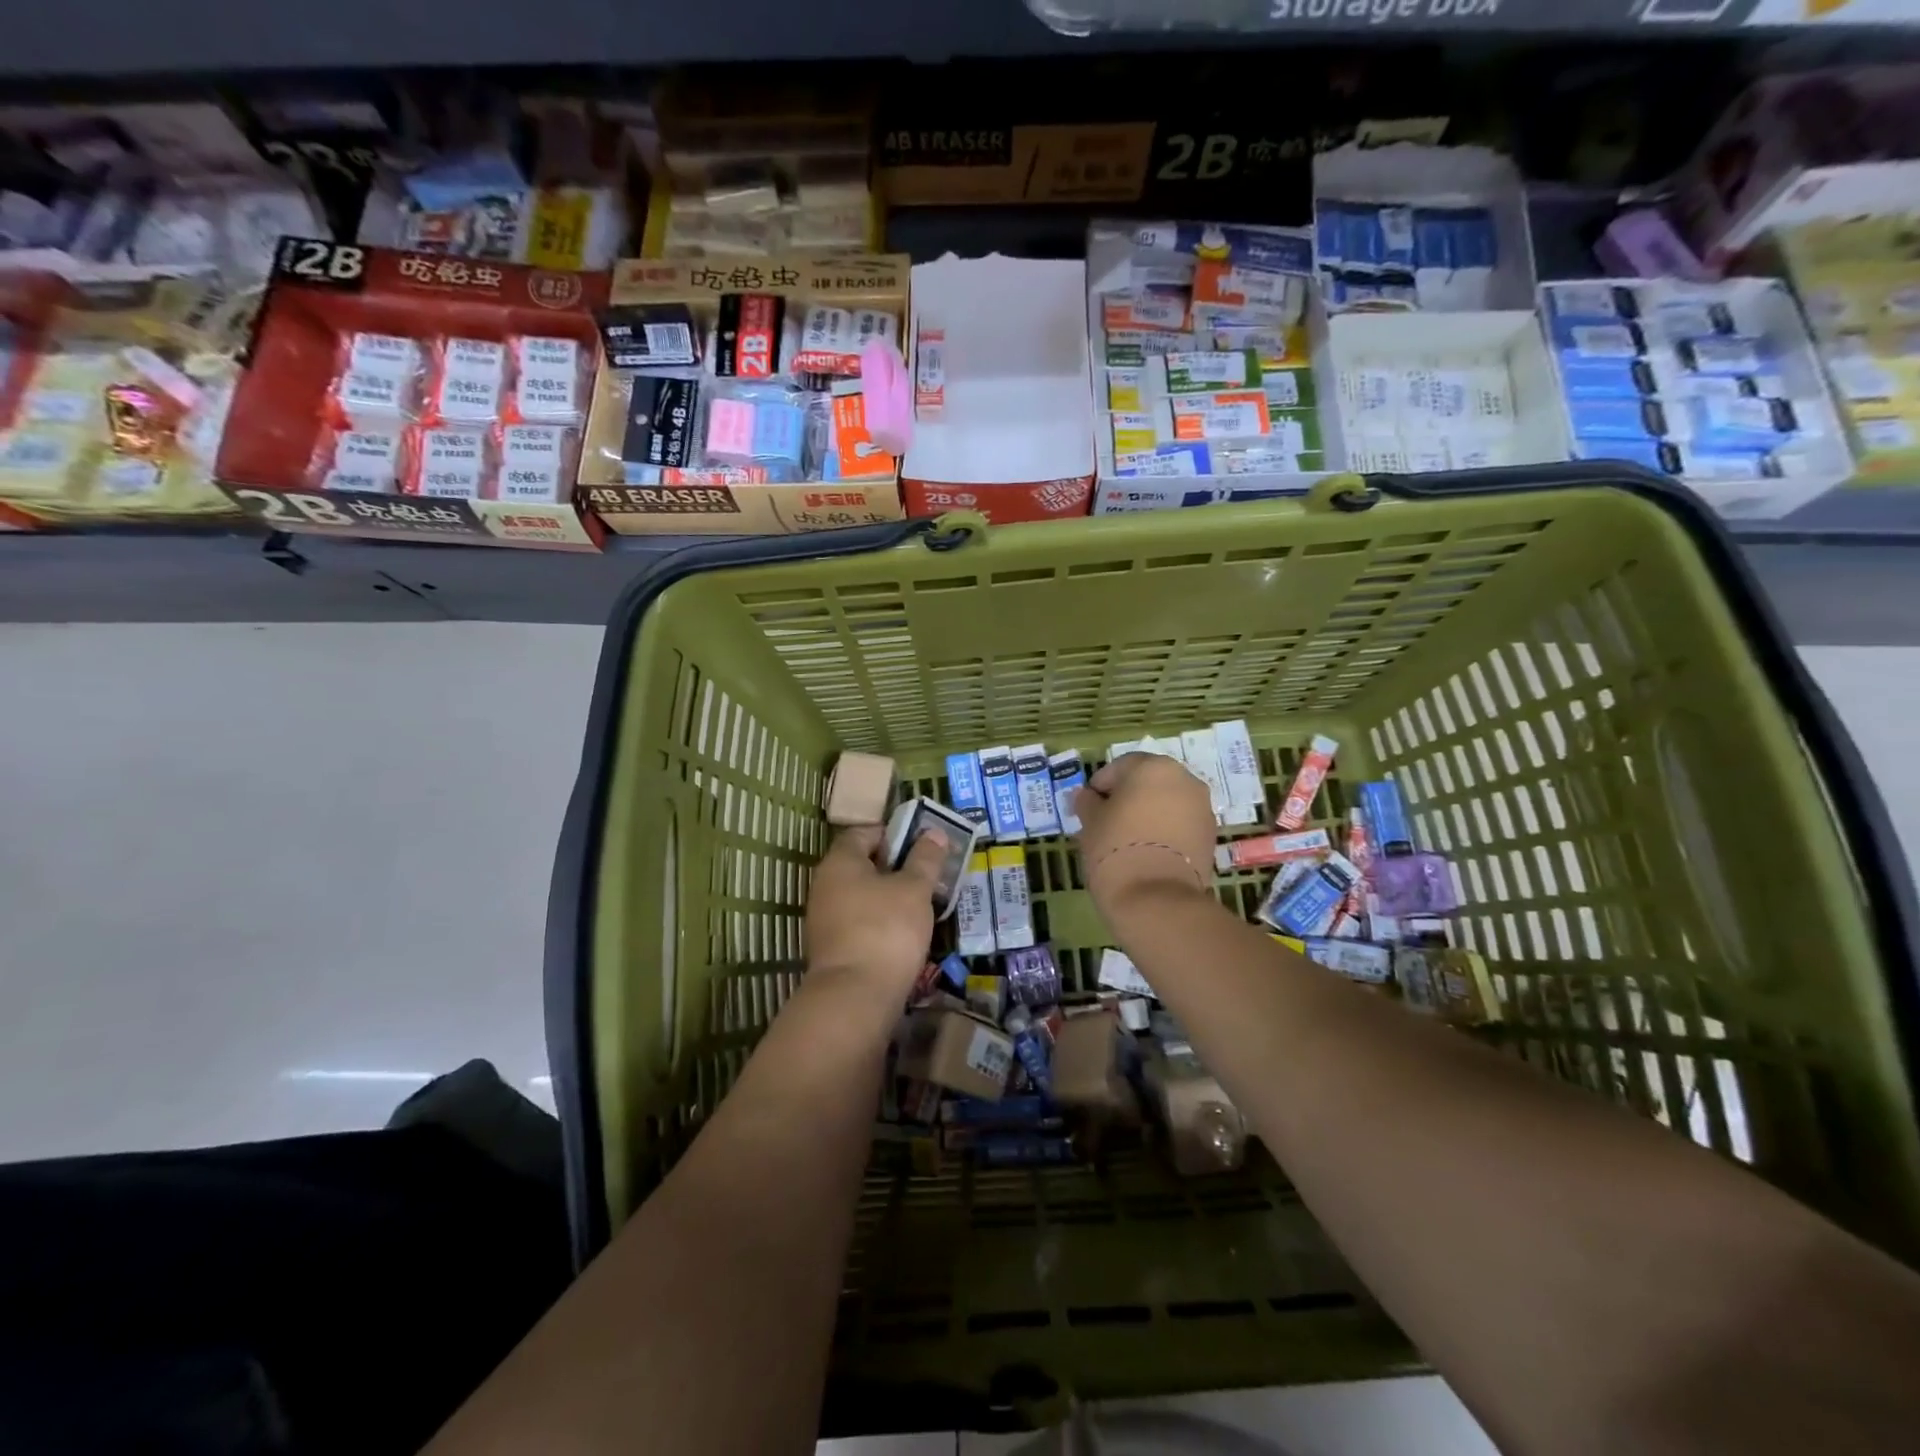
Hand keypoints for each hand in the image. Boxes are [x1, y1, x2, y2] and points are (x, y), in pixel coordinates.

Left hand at [805, 826, 947, 999]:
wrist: (855, 997)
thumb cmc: (886, 929)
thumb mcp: (914, 889)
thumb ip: (924, 859)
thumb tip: (933, 832)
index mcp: (840, 861)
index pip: (863, 832)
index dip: (893, 834)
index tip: (920, 845)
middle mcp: (825, 885)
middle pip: (861, 864)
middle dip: (894, 867)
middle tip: (927, 874)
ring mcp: (824, 919)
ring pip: (861, 896)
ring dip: (889, 896)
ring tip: (921, 904)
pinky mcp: (832, 948)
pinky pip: (859, 922)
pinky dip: (880, 922)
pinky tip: (904, 933)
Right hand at [1071, 753, 1215, 917]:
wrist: (1155, 898)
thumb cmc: (1115, 848)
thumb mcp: (1090, 822)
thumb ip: (1088, 802)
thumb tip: (1086, 796)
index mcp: (1152, 767)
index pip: (1120, 767)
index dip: (1101, 785)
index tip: (1088, 806)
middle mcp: (1184, 779)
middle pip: (1149, 781)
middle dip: (1129, 796)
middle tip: (1108, 819)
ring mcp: (1202, 808)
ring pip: (1169, 802)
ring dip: (1150, 813)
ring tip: (1129, 838)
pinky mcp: (1211, 836)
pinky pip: (1182, 824)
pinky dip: (1167, 830)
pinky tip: (1149, 851)